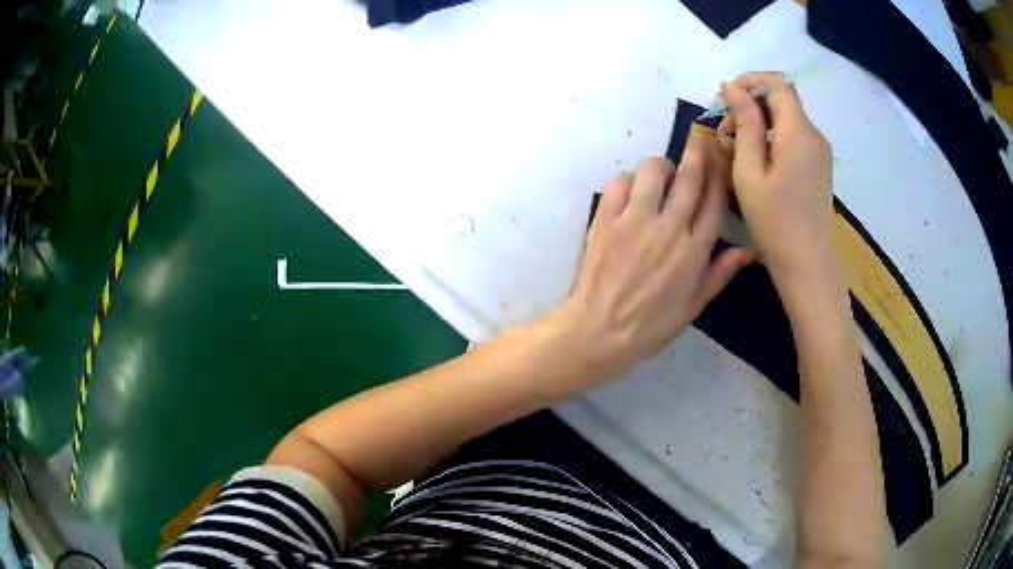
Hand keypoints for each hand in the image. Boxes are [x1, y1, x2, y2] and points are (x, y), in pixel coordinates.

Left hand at [555, 131, 752, 378]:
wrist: (598, 333)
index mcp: (694, 251)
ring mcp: (634, 221)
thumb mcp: (693, 308)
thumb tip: (747, 250)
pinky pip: (618, 183)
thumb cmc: (649, 327)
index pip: (714, 201)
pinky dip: (626, 181)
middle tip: (699, 139)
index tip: (720, 156)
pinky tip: (629, 192)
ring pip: (652, 171)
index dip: (719, 174)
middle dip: (697, 152)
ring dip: (660, 166)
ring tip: (660, 175)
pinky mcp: (605, 220)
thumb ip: (719, 274)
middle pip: (689, 177)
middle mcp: (669, 228)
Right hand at [719, 73, 838, 295]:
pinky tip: (755, 162)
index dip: (750, 82)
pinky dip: (771, 139)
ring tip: (734, 148)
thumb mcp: (750, 172)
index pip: (777, 84)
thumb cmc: (776, 223)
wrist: (809, 266)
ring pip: (786, 120)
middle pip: (781, 100)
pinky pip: (793, 139)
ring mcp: (819, 152)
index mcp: (798, 132)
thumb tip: (734, 90)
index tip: (725, 97)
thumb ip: (744, 125)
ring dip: (758, 123)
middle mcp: (813, 135)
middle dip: (750, 104)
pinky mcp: (818, 167)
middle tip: (724, 129)